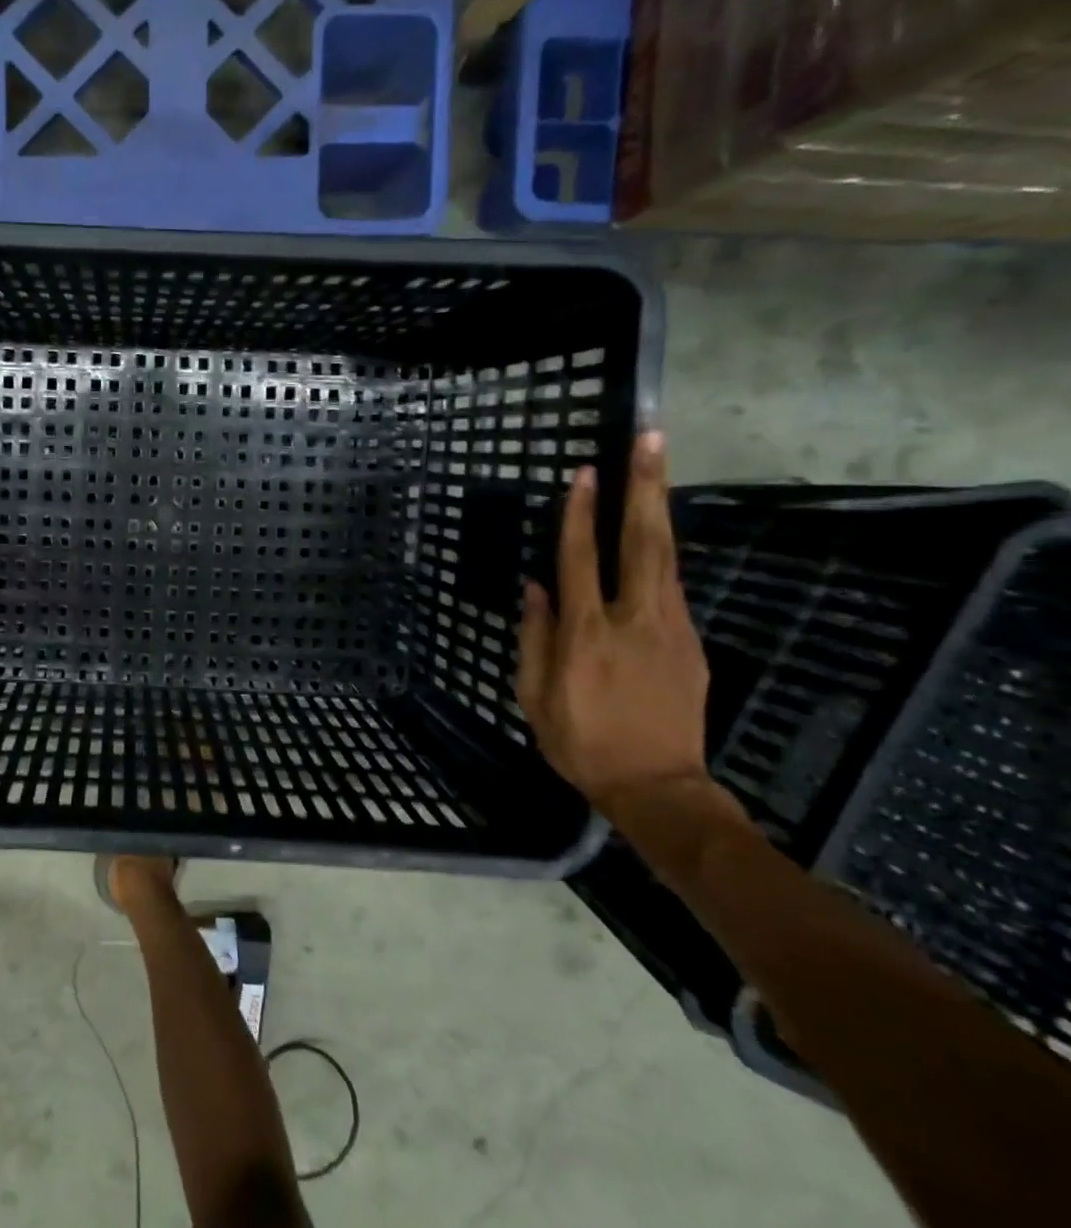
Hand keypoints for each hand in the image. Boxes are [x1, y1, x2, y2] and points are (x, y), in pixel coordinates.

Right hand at [516, 432, 710, 818]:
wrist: (658, 788)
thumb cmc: (580, 742)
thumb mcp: (534, 695)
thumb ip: (534, 637)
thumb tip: (535, 587)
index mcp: (587, 634)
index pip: (581, 560)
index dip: (580, 514)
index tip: (583, 473)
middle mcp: (634, 620)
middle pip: (642, 542)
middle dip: (645, 488)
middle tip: (650, 440)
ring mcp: (672, 629)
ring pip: (666, 558)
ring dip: (659, 509)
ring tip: (657, 468)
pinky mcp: (691, 644)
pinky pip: (671, 588)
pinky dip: (660, 553)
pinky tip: (652, 537)